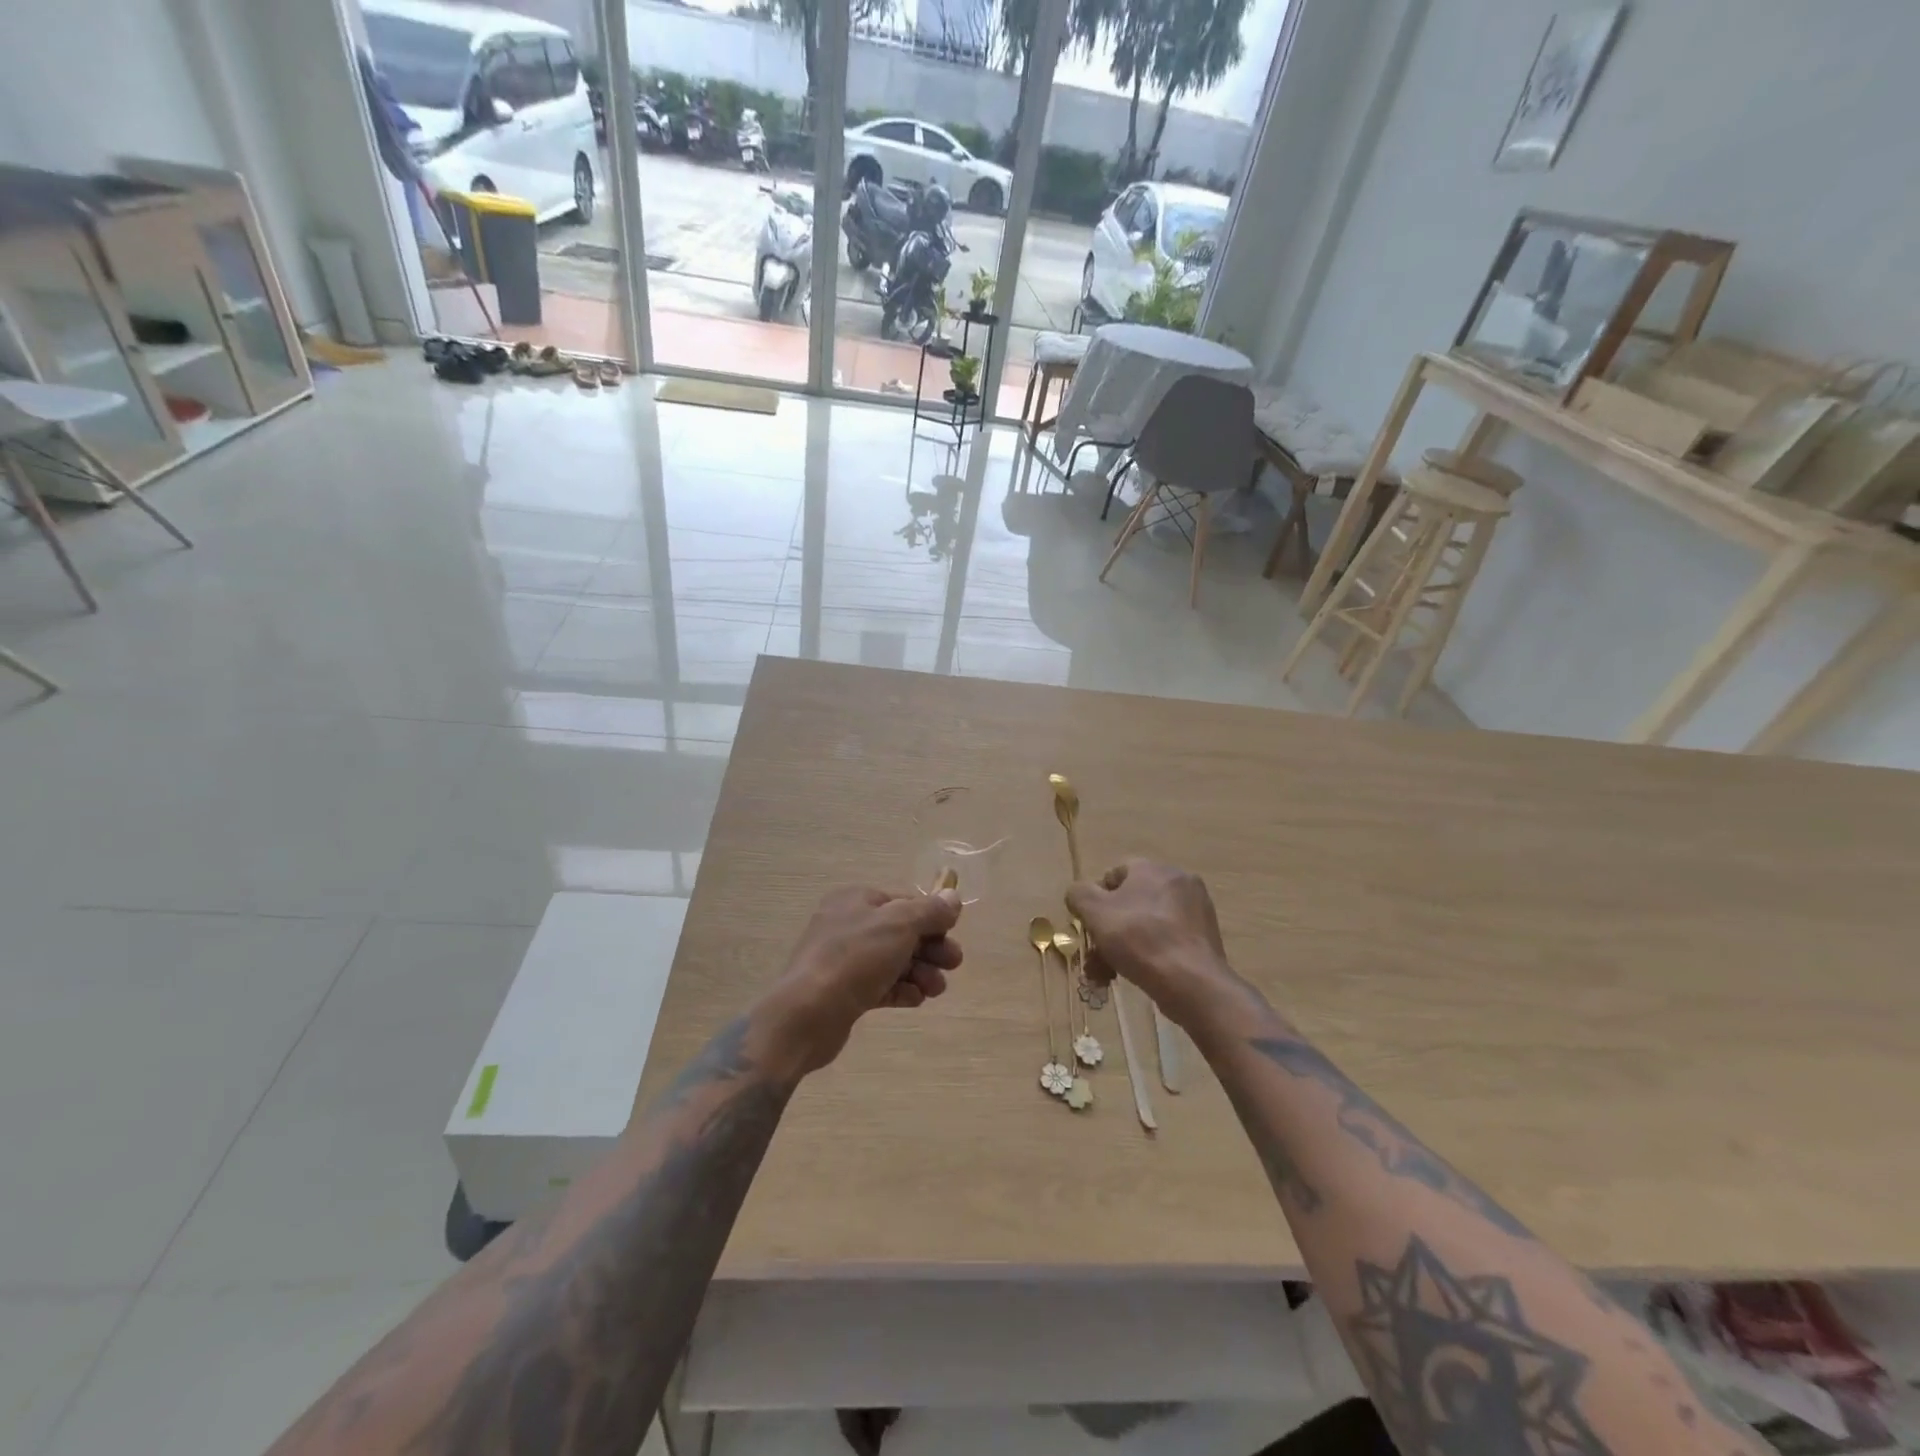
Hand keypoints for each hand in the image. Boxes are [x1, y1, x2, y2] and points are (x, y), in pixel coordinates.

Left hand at [758, 886, 962, 1076]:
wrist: (808, 1014)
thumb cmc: (855, 958)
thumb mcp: (899, 924)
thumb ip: (929, 911)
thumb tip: (952, 898)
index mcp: (856, 900)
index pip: (904, 901)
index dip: (932, 916)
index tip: (953, 934)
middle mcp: (848, 925)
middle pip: (901, 932)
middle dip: (931, 948)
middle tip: (953, 964)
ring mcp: (843, 960)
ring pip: (893, 961)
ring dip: (920, 972)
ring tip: (935, 989)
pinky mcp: (844, 992)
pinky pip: (880, 986)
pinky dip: (901, 990)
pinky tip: (915, 1000)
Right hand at [1066, 859, 1251, 1031]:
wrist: (1191, 981)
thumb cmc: (1138, 938)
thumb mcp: (1095, 912)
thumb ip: (1079, 894)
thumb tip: (1080, 894)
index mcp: (1152, 868)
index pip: (1114, 874)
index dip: (1096, 900)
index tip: (1090, 926)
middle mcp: (1178, 881)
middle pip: (1131, 903)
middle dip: (1109, 930)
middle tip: (1096, 958)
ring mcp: (1196, 910)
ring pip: (1147, 925)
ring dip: (1124, 947)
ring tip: (1109, 976)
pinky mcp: (1205, 937)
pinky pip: (1167, 940)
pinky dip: (1149, 954)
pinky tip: (1136, 976)